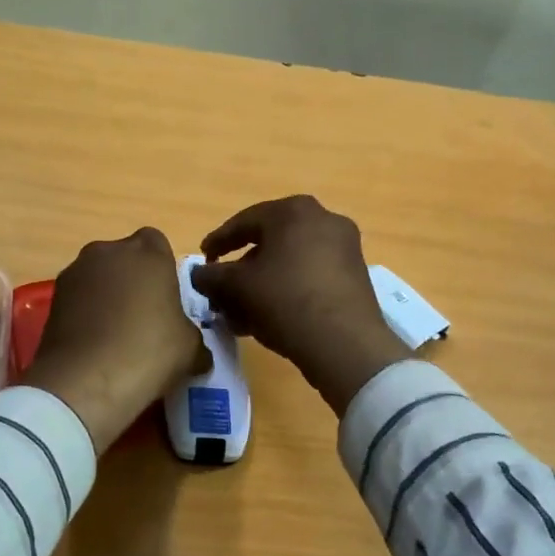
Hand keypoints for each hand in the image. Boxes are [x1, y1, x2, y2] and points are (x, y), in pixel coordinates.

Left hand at [20, 227, 210, 455]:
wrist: (85, 381)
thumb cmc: (148, 351)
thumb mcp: (190, 349)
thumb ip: (193, 337)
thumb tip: (198, 352)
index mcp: (148, 252)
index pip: (158, 244)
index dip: (162, 269)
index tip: (167, 299)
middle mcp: (108, 251)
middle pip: (124, 258)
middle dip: (132, 280)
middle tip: (144, 317)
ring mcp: (75, 272)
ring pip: (98, 276)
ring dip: (106, 295)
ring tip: (115, 334)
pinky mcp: (52, 298)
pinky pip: (78, 298)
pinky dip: (85, 313)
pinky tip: (94, 344)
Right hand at [190, 195, 410, 413]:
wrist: (345, 344)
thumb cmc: (285, 300)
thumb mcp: (237, 287)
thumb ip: (211, 276)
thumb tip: (199, 274)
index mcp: (294, 211)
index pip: (244, 222)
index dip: (218, 241)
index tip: (202, 259)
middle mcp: (323, 220)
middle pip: (269, 243)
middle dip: (241, 270)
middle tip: (221, 292)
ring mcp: (344, 248)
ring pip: (289, 263)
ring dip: (261, 285)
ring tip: (239, 314)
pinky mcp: (355, 276)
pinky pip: (309, 277)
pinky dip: (285, 291)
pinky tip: (266, 320)